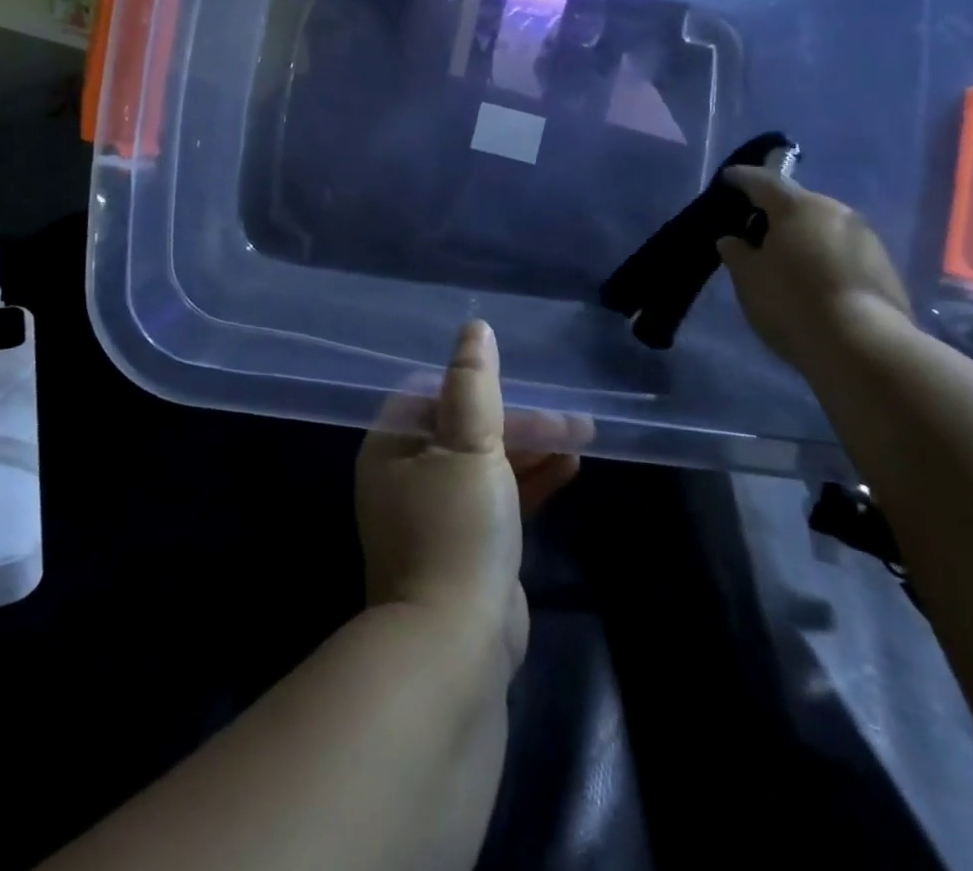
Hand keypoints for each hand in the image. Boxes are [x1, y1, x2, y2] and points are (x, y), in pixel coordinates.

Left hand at [354, 322, 584, 667]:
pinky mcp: (469, 546)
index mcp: (391, 447)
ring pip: (488, 463)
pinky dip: (532, 481)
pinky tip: (571, 467)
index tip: (517, 378)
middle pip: (465, 428)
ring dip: (531, 447)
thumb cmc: (456, 528)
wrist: (455, 645)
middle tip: (568, 415)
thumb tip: (475, 327)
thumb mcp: (468, 444)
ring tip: (581, 432)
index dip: (476, 383)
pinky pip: (500, 498)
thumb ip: (473, 382)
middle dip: (518, 419)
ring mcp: (437, 515)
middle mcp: (407, 476)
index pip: (430, 393)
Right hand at [716, 166, 911, 371]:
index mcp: (798, 206)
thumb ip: (737, 253)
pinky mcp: (884, 266)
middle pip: (799, 203)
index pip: (763, 182)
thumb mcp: (748, 278)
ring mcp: (866, 237)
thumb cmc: (793, 303)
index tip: (728, 179)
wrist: (865, 347)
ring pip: (824, 226)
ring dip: (803, 235)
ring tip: (785, 256)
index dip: (742, 179)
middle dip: (776, 211)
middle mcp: (836, 211)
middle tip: (755, 226)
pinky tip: (814, 278)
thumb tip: (733, 240)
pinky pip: (843, 250)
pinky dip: (824, 255)